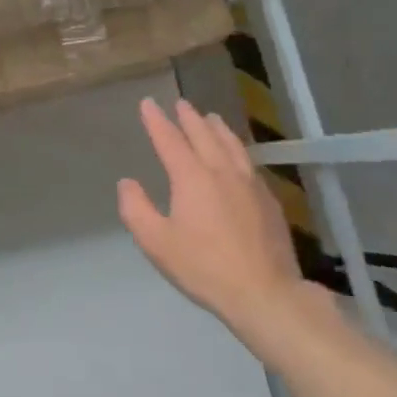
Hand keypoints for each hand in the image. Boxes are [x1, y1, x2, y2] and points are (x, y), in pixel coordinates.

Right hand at [118, 98, 317, 341]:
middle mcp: (222, 171)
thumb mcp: (156, 243)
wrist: (264, 292)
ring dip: (218, 128)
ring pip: (232, 145)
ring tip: (211, 118)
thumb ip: (136, 209)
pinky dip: (238, 149)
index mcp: (192, 178)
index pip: (170, 140)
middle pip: (204, 135)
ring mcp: (250, 184)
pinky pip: (249, 162)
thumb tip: (127, 183)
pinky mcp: (268, 200)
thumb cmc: (204, 267)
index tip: (148, 103)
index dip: (157, 121)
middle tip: (181, 103)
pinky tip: (239, 157)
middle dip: (189, 117)